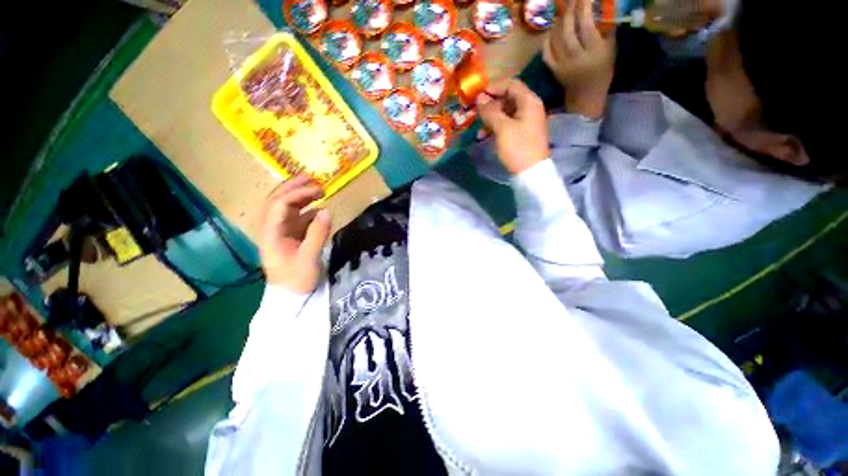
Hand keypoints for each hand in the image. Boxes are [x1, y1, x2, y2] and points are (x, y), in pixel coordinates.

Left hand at [259, 176, 331, 293]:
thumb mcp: (308, 258)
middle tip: (311, 178)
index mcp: (271, 233)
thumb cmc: (296, 279)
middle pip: (279, 202)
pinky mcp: (290, 238)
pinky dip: (308, 211)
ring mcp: (281, 233)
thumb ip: (317, 233)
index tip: (317, 190)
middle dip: (294, 188)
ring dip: (301, 197)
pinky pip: (297, 219)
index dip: (297, 194)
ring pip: (288, 209)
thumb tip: (327, 210)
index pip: (279, 205)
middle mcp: (273, 229)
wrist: (290, 297)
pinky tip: (319, 209)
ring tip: (318, 190)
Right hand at [476, 78, 550, 174]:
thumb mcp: (502, 128)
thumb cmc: (518, 147)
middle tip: (477, 114)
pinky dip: (496, 128)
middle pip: (508, 99)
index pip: (512, 84)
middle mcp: (530, 108)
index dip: (494, 87)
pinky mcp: (522, 134)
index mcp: (529, 101)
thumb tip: (480, 98)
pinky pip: (507, 125)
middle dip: (491, 106)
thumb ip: (490, 111)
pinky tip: (485, 136)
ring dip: (491, 119)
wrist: (531, 172)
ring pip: (506, 113)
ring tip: (479, 130)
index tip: (478, 96)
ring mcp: (526, 122)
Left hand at [542, 0, 615, 118]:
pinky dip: (547, 41)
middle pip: (569, 31)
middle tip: (572, 0)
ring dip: (558, 23)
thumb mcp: (611, 50)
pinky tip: (551, 31)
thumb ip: (607, 30)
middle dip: (570, 11)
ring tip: (563, 12)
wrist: (585, 96)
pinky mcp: (554, 71)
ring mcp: (562, 65)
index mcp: (594, 52)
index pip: (587, 25)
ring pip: (556, 40)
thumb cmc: (602, 72)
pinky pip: (547, 53)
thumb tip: (602, 8)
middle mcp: (576, 58)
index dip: (584, 8)